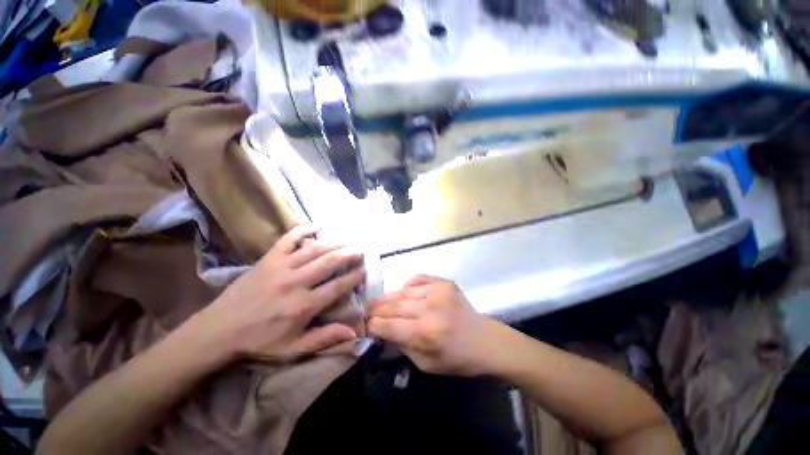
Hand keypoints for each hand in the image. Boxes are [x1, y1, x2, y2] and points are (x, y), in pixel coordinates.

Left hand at [200, 225, 365, 361]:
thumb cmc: (259, 341)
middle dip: (350, 254)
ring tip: (349, 239)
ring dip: (335, 242)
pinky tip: (318, 226)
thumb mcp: (293, 349)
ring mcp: (282, 267)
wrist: (218, 331)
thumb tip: (354, 332)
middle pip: (330, 262)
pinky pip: (289, 238)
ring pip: (315, 249)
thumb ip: (325, 339)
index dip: (355, 276)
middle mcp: (296, 282)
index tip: (364, 270)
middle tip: (361, 250)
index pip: (338, 286)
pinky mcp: (268, 258)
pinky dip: (304, 229)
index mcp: (304, 305)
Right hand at [368, 275, 497, 375]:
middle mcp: (429, 308)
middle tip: (367, 311)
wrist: (485, 341)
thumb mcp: (425, 364)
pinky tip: (405, 292)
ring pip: (402, 291)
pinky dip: (407, 285)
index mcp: (424, 333)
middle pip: (392, 305)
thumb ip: (401, 346)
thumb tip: (383, 331)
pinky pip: (417, 279)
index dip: (373, 325)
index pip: (387, 325)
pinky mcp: (444, 282)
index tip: (365, 325)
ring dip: (389, 297)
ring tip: (380, 302)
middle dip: (376, 309)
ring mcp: (437, 291)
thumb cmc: (455, 359)